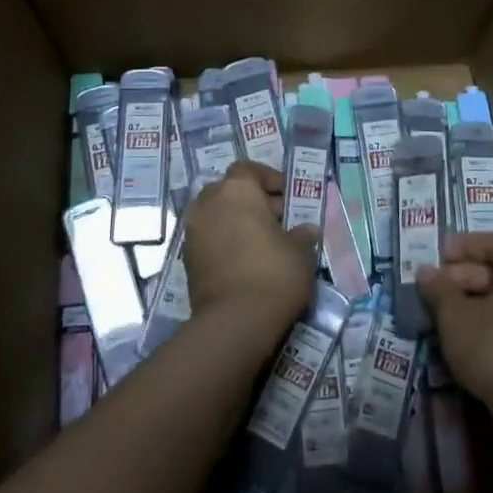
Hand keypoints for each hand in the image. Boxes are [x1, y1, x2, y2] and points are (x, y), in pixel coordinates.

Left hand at [182, 161, 317, 335]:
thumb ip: (302, 235)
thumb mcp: (300, 252)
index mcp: (237, 189)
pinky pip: (208, 238)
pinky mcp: (186, 259)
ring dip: (235, 222)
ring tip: (261, 243)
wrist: (234, 322)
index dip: (269, 179)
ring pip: (217, 215)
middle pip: (230, 191)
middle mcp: (209, 202)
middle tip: (277, 222)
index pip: (249, 169)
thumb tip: (306, 230)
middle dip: (252, 202)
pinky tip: (244, 261)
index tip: (287, 197)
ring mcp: (193, 230)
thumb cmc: (274, 273)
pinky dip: (223, 242)